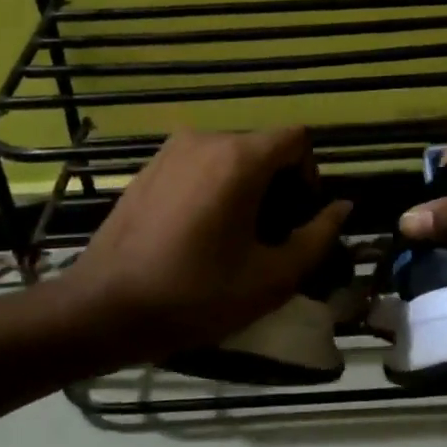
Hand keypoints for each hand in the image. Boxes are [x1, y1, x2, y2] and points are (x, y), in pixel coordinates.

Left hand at [65, 128, 350, 364]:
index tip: (299, 218)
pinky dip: (213, 189)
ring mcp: (170, 151)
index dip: (310, 175)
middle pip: (262, 148)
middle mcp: (205, 140)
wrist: (103, 308)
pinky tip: (199, 234)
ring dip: (246, 188)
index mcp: (239, 159)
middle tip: (271, 237)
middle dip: (278, 186)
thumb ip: (317, 237)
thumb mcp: (271, 278)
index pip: (296, 139)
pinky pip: (198, 166)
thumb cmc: (195, 295)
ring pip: (229, 157)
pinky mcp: (147, 169)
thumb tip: (343, 207)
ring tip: (235, 239)